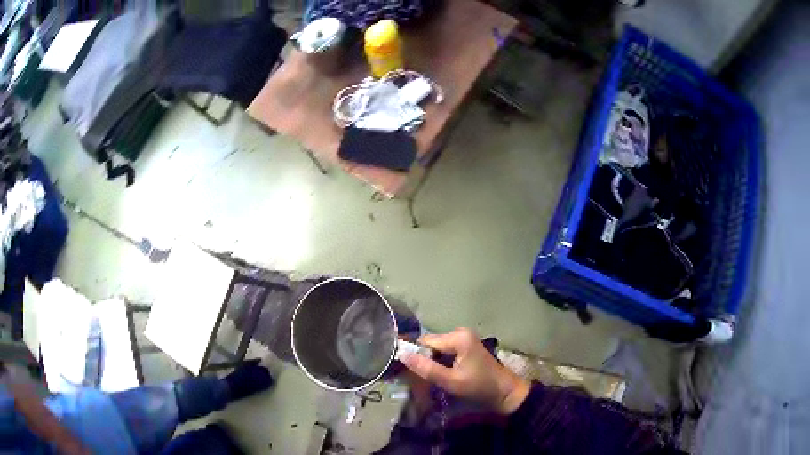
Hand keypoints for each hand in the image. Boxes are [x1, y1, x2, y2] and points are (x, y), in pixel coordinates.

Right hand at [399, 328, 530, 414]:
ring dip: (431, 362)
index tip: (407, 372)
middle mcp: (460, 332)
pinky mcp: (465, 345)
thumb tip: (401, 354)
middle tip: (419, 379)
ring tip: (428, 378)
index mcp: (458, 337)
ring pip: (436, 348)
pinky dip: (439, 362)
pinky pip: (444, 351)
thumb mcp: (451, 381)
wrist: (505, 393)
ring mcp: (463, 338)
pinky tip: (440, 374)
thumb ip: (426, 369)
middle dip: (423, 359)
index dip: (415, 356)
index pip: (425, 341)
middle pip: (430, 343)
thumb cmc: (479, 387)